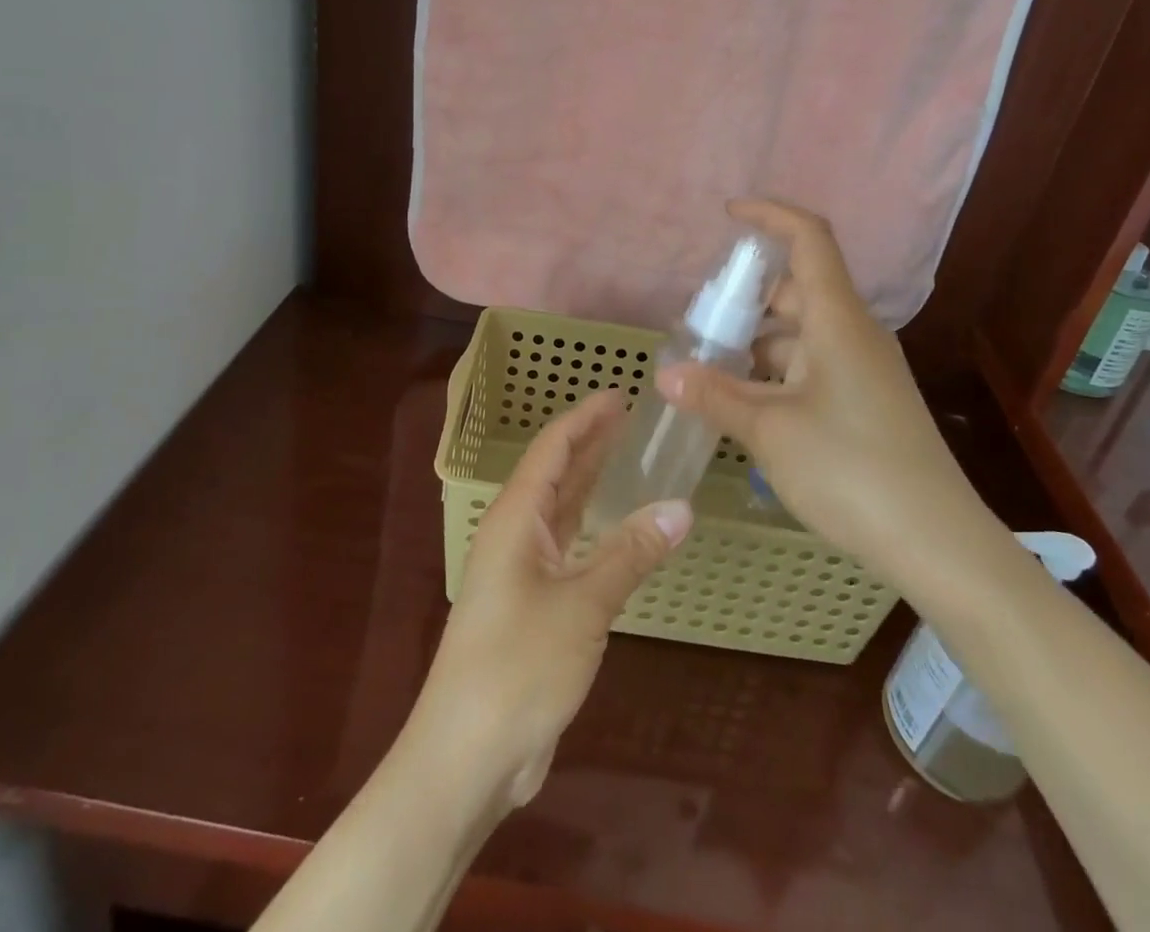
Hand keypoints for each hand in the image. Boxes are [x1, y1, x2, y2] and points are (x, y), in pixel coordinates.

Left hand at [410, 392, 691, 808]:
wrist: (468, 755)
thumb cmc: (518, 666)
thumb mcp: (583, 605)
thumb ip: (631, 553)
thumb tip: (682, 507)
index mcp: (516, 518)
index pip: (552, 448)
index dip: (585, 418)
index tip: (620, 393)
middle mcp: (515, 534)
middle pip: (556, 472)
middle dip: (590, 441)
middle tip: (632, 415)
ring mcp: (521, 570)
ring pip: (561, 509)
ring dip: (590, 480)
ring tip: (627, 454)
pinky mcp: (533, 604)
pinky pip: (567, 546)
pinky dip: (593, 527)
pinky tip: (618, 525)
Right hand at [659, 199, 1014, 601]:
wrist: (937, 543)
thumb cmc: (851, 470)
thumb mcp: (770, 431)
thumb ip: (715, 396)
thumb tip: (666, 374)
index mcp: (837, 320)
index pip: (809, 239)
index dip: (769, 216)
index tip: (728, 215)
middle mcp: (852, 333)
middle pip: (795, 290)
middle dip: (744, 299)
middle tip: (697, 324)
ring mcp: (862, 370)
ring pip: (798, 335)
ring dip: (754, 344)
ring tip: (707, 371)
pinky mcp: (864, 402)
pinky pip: (809, 367)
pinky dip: (773, 374)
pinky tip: (743, 404)